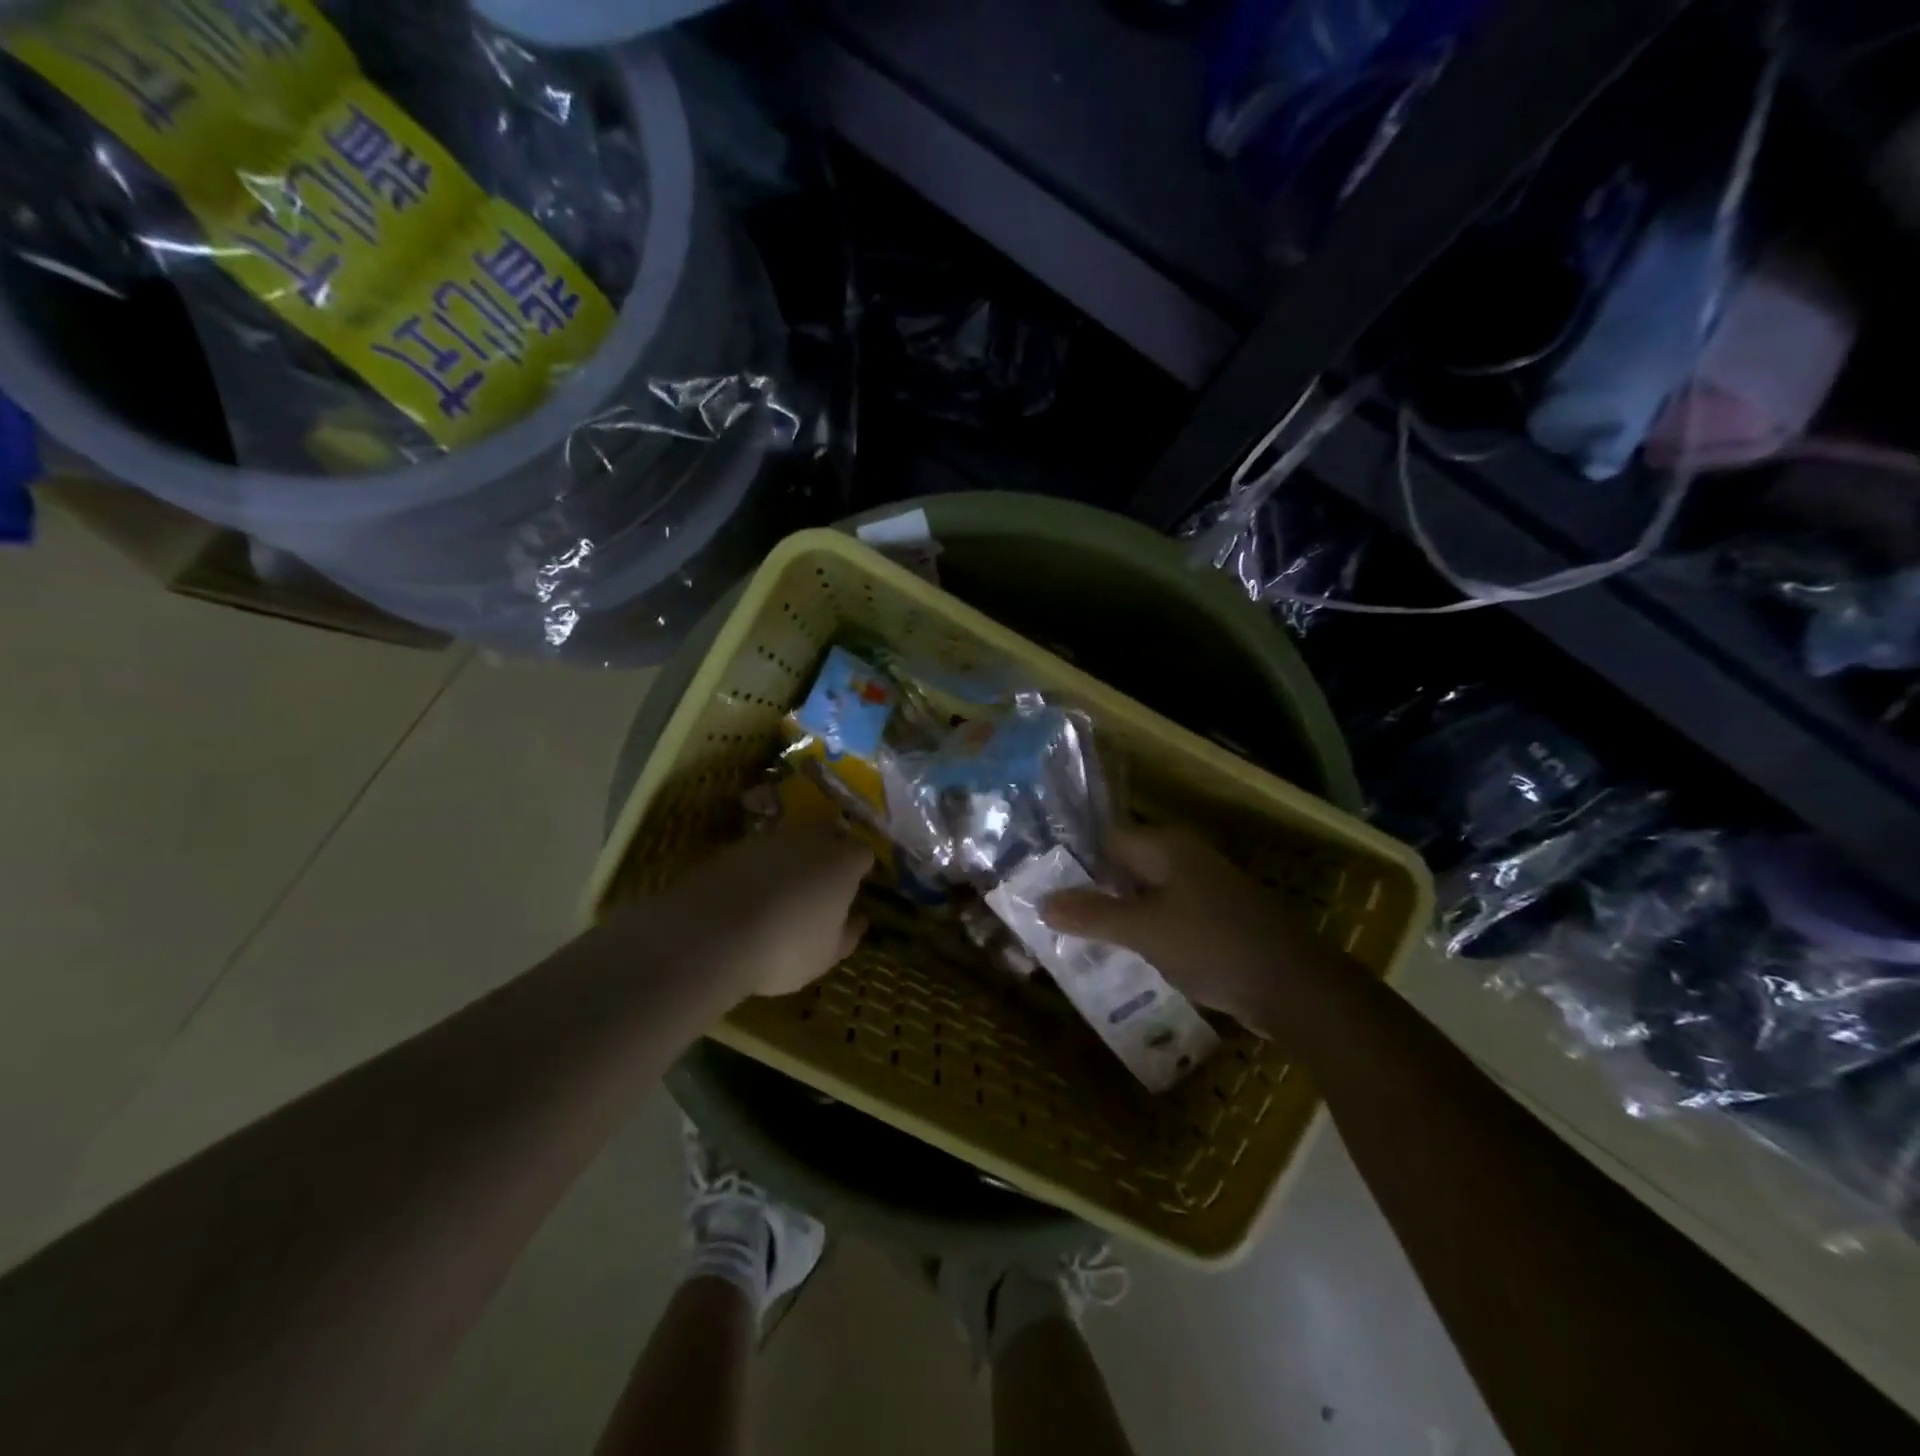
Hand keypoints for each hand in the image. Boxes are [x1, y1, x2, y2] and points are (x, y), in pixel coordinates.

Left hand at [664, 823, 873, 999]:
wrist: (710, 936)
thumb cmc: (785, 949)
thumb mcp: (826, 955)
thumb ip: (848, 934)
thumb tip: (859, 919)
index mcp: (843, 862)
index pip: (863, 852)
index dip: (860, 867)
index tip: (856, 885)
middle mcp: (810, 839)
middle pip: (829, 833)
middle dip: (830, 850)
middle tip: (824, 880)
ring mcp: (768, 839)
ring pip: (791, 840)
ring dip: (793, 857)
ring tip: (784, 889)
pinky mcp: (732, 847)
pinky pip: (757, 852)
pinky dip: (759, 867)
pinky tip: (750, 894)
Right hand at [1040, 825, 1330, 1035]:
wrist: (1296, 987)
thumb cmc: (1213, 945)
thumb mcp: (1143, 931)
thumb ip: (1091, 915)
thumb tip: (1041, 900)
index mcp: (1166, 846)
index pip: (1106, 841)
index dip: (1074, 863)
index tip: (1043, 888)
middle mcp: (1185, 858)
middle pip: (1125, 868)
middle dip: (1094, 894)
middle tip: (1055, 921)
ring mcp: (1205, 889)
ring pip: (1146, 896)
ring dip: (1119, 917)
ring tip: (1081, 943)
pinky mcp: (1217, 920)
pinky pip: (1168, 918)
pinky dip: (1147, 933)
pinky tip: (1127, 959)